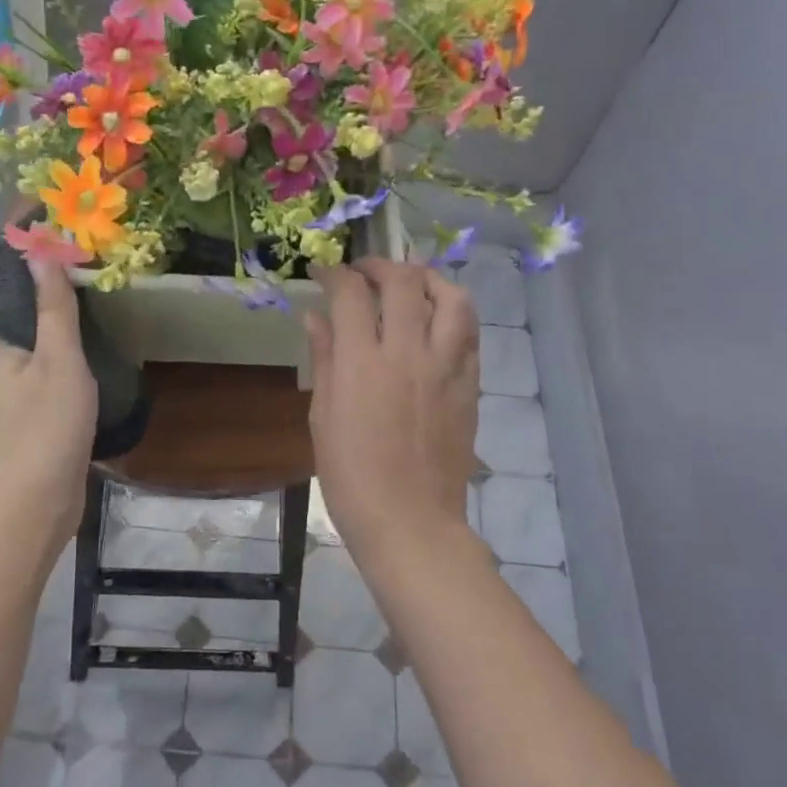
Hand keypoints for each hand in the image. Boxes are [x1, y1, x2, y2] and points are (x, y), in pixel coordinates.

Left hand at [0, 259, 97, 545]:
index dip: (39, 258)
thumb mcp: (57, 361)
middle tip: (102, 262)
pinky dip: (79, 356)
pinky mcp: (39, 417)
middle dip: (60, 288)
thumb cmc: (43, 429)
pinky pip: (58, 372)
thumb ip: (53, 308)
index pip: (15, 287)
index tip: (70, 233)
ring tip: (111, 299)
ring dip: (72, 324)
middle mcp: (2, 363)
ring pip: (47, 345)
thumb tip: (40, 250)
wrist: (32, 508)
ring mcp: (20, 393)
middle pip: (31, 314)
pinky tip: (106, 350)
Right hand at [304, 260, 479, 552]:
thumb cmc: (352, 476)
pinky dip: (452, 315)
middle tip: (363, 273)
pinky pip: (469, 334)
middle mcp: (409, 352)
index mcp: (363, 363)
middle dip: (380, 265)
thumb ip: (324, 359)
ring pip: (452, 298)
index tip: (322, 272)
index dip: (334, 273)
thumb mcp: (323, 417)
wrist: (411, 521)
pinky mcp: (470, 385)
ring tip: (411, 284)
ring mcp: (446, 367)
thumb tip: (315, 317)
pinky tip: (436, 323)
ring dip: (428, 280)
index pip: (350, 293)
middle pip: (403, 282)